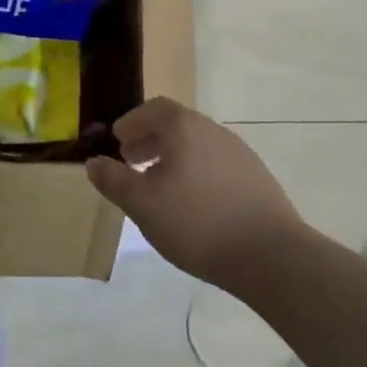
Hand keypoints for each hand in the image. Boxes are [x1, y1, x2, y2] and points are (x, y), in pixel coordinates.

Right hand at [86, 98, 302, 288]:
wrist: (272, 257)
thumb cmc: (196, 222)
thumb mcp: (141, 204)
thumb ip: (113, 180)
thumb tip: (94, 163)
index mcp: (184, 128)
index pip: (154, 109)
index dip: (132, 122)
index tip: (118, 141)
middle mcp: (214, 131)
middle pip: (177, 125)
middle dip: (150, 140)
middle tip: (132, 162)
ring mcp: (240, 155)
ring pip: (197, 146)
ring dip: (173, 157)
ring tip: (159, 187)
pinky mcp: (258, 180)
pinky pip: (217, 165)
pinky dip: (196, 173)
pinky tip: (192, 205)